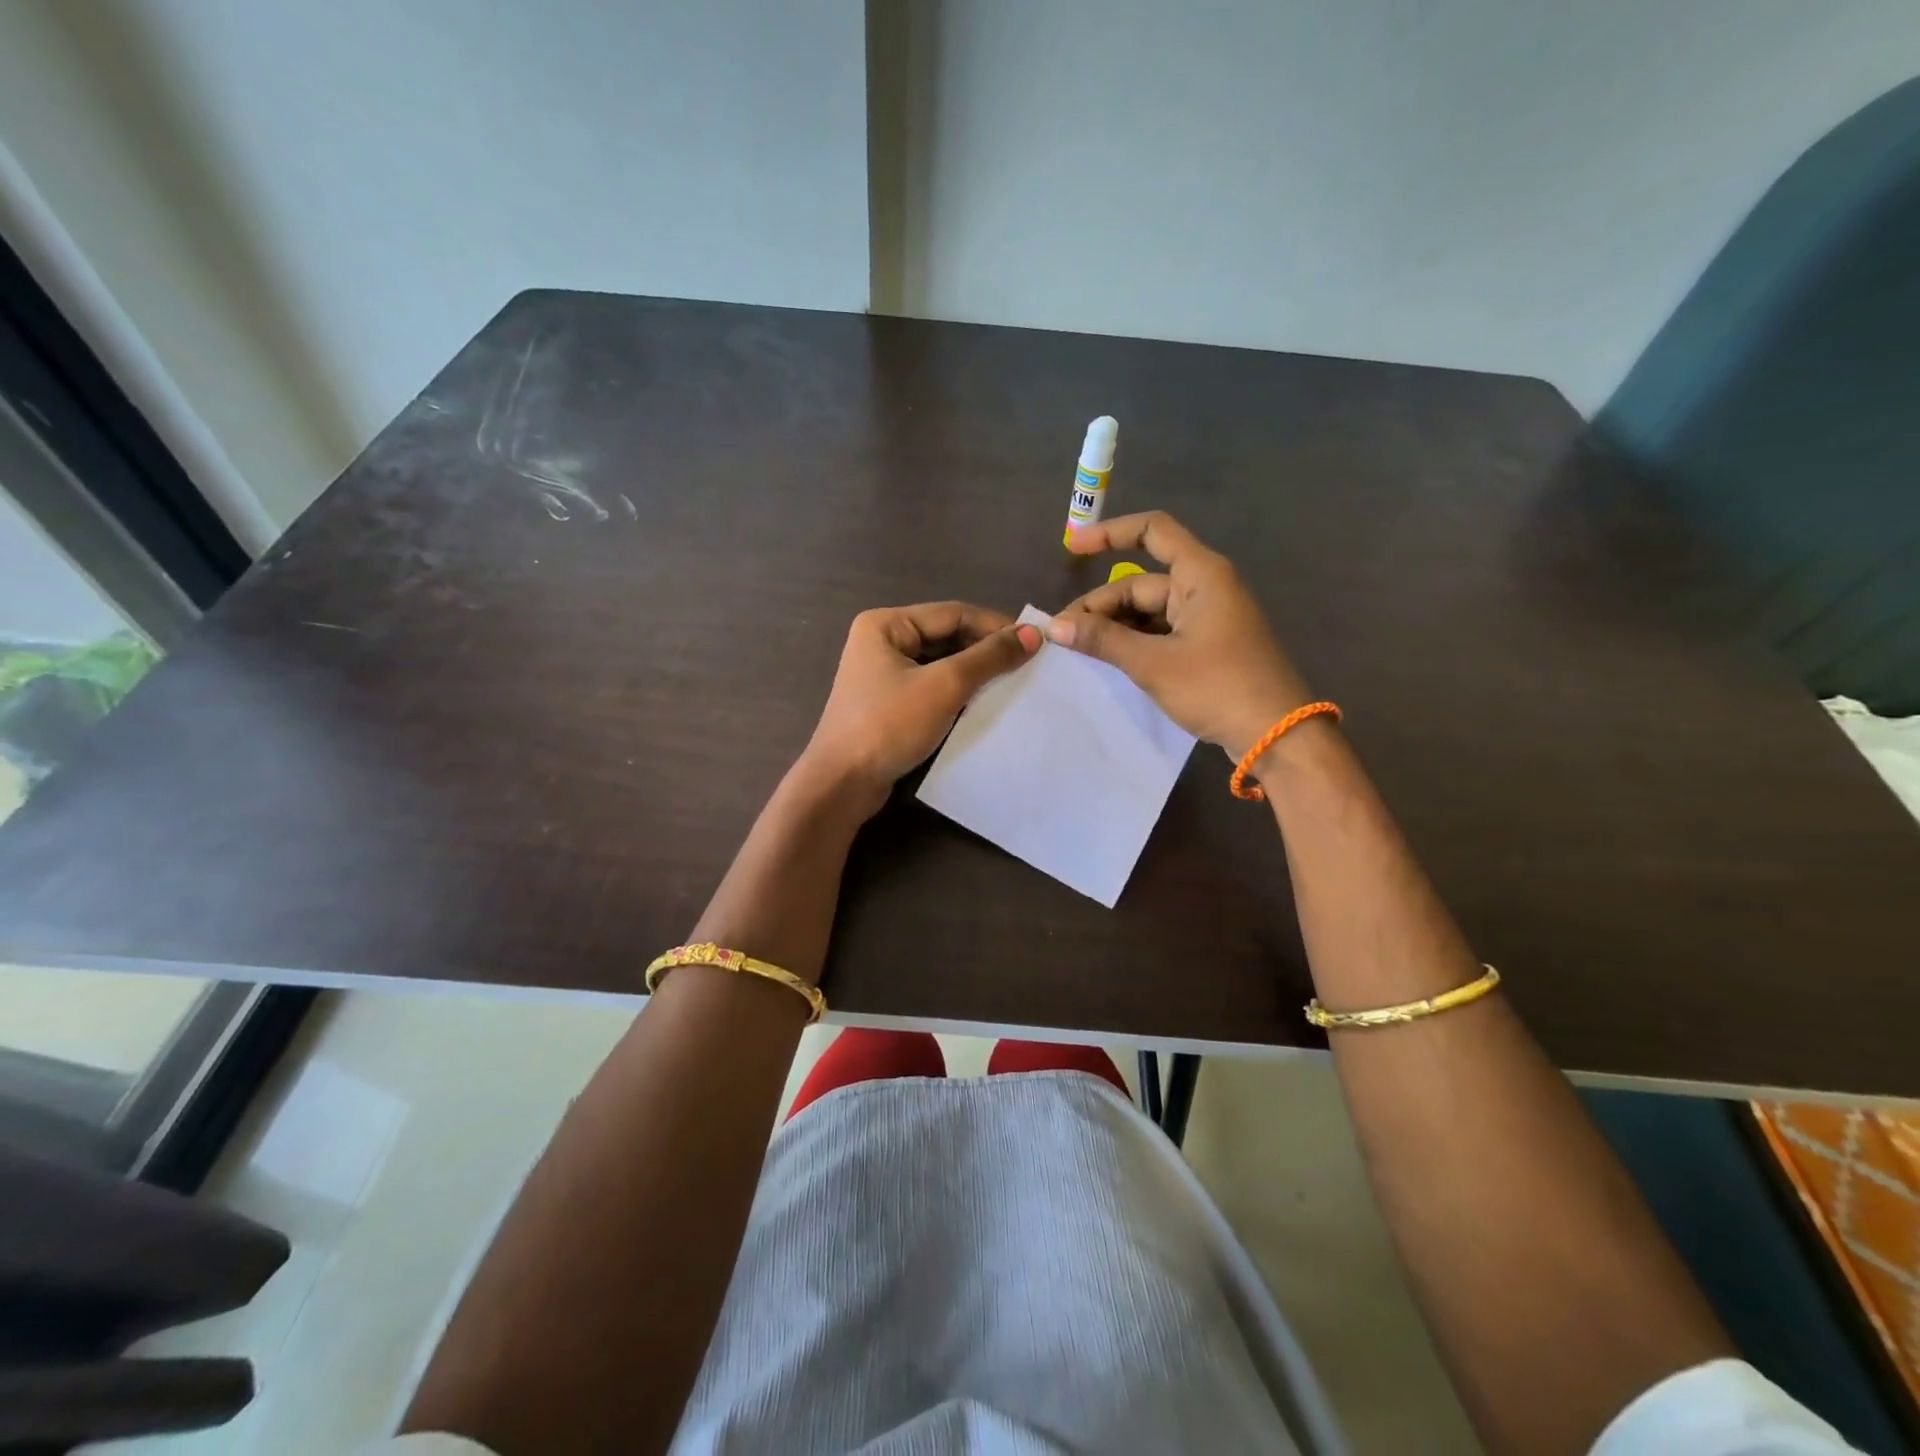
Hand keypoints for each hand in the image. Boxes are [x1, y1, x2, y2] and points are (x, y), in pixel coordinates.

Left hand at [802, 602, 1039, 809]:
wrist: (842, 784)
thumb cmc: (889, 725)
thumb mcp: (945, 686)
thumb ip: (989, 658)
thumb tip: (1033, 634)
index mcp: (886, 624)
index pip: (953, 614)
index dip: (996, 626)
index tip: (1036, 643)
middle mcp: (882, 642)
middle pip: (946, 637)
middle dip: (986, 650)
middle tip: (1029, 664)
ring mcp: (883, 675)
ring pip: (941, 664)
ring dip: (975, 673)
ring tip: (1014, 683)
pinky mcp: (888, 705)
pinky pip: (931, 688)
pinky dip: (958, 693)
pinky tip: (985, 704)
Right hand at [1054, 512, 1312, 757]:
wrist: (1277, 735)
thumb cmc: (1218, 687)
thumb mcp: (1153, 663)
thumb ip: (1103, 640)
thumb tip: (1055, 626)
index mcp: (1201, 575)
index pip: (1152, 532)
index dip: (1109, 534)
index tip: (1072, 549)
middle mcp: (1205, 588)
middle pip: (1142, 583)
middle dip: (1101, 605)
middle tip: (1064, 635)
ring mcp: (1208, 619)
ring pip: (1148, 612)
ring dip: (1114, 627)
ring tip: (1079, 650)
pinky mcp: (1208, 647)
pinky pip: (1161, 633)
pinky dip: (1134, 642)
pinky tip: (1109, 661)